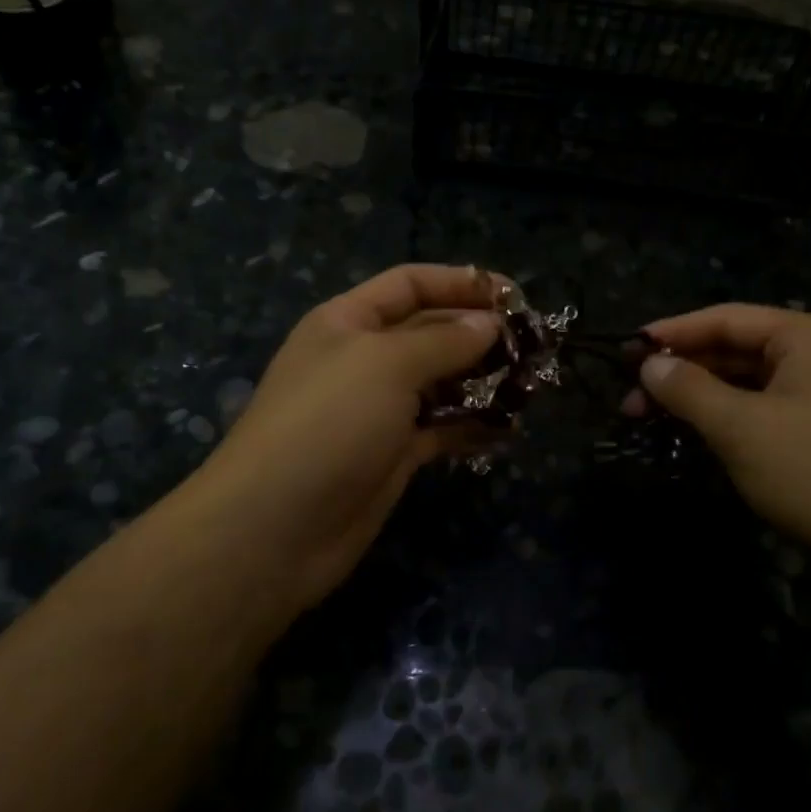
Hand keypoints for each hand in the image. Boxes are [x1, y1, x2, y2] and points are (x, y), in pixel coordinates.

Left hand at [184, 264, 502, 609]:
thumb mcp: (386, 364)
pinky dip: (473, 427)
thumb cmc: (328, 424)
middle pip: (430, 332)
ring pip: (441, 383)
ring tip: (532, 386)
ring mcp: (378, 410)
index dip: (460, 283)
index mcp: (348, 321)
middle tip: (535, 346)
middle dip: (480, 334)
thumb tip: (489, 325)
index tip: (515, 296)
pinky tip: (510, 429)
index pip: (410, 284)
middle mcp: (363, 360)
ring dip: (483, 382)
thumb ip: (444, 340)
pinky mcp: (393, 455)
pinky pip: (442, 430)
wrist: (276, 528)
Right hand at [631, 305, 810, 573]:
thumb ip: (689, 390)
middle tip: (630, 397)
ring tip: (650, 418)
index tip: (625, 350)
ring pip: (746, 383)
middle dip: (682, 371)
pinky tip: (694, 434)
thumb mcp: (741, 428)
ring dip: (699, 397)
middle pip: (735, 349)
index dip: (673, 332)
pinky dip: (726, 418)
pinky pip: (763, 410)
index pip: (726, 319)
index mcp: (809, 336)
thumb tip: (648, 365)